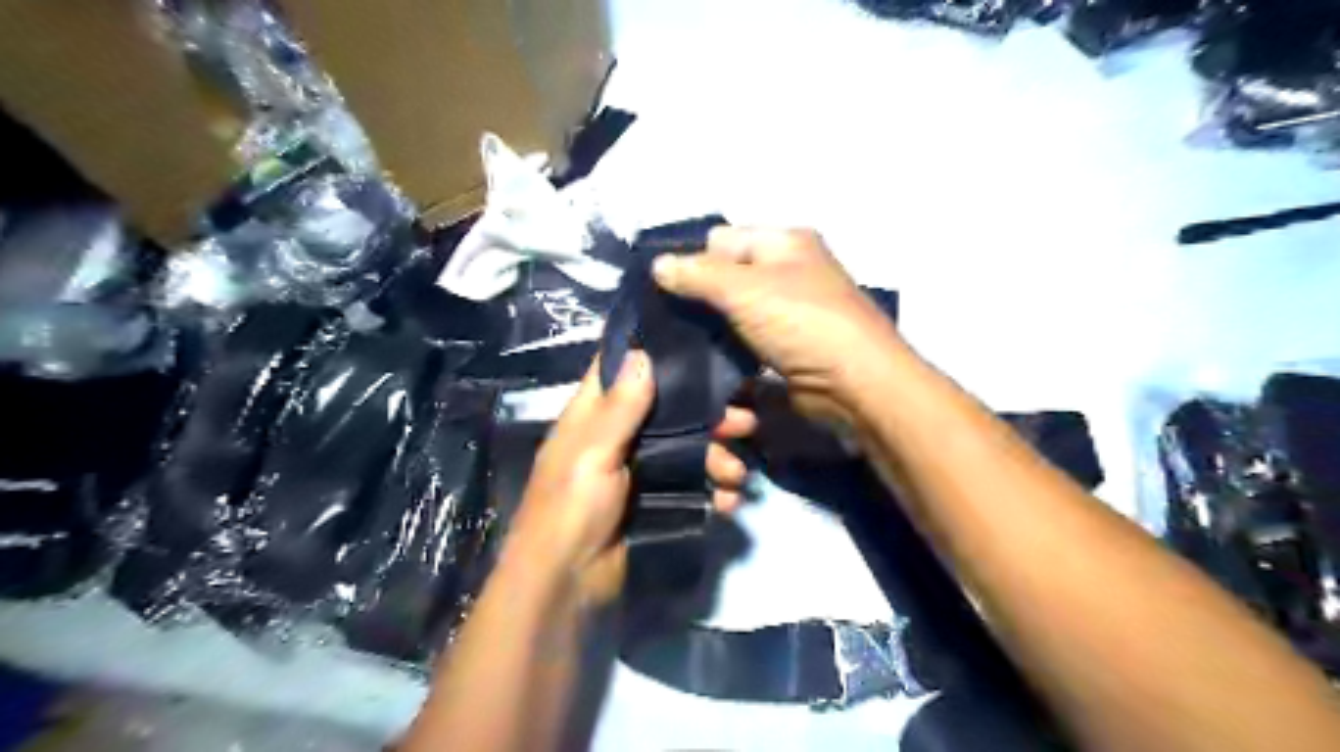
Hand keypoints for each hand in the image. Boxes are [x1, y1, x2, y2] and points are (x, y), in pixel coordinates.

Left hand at [501, 353, 752, 605]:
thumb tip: (642, 352)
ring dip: (718, 459)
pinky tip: (728, 502)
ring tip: (737, 475)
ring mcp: (640, 470)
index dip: (655, 355)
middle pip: (670, 412)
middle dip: (708, 416)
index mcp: (594, 416)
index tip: (699, 345)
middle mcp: (618, 436)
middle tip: (745, 423)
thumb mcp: (592, 452)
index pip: (622, 370)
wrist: (567, 585)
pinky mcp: (656, 501)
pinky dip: (713, 491)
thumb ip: (620, 407)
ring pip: (688, 449)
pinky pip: (692, 485)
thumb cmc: (571, 509)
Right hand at [651, 223, 904, 427]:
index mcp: (784, 243)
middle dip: (697, 299)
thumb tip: (657, 264)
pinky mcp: (787, 352)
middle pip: (728, 278)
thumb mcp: (744, 289)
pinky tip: (702, 365)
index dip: (692, 260)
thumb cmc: (802, 322)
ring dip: (709, 331)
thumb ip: (697, 274)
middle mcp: (789, 274)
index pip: (723, 240)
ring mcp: (789, 316)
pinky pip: (746, 346)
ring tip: (675, 346)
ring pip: (734, 316)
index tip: (660, 289)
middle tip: (662, 322)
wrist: (855, 385)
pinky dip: (726, 354)